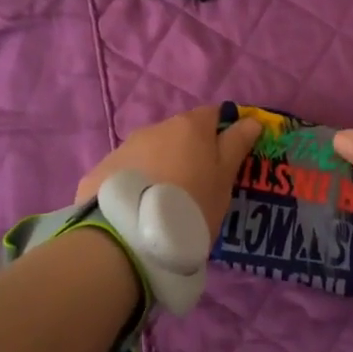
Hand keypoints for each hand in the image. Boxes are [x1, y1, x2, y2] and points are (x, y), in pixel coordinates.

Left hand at [77, 105, 262, 244]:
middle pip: (180, 135)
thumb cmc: (191, 204)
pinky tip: (138, 210)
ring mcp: (124, 148)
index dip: (224, 132)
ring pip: (152, 153)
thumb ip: (236, 145)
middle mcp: (155, 128)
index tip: (229, 157)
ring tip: (165, 204)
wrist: (129, 236)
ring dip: (161, 168)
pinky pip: (127, 173)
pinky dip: (136, 184)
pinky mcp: (101, 171)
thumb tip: (251, 119)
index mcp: (189, 126)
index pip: (214, 115)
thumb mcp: (223, 179)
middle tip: (197, 188)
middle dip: (189, 154)